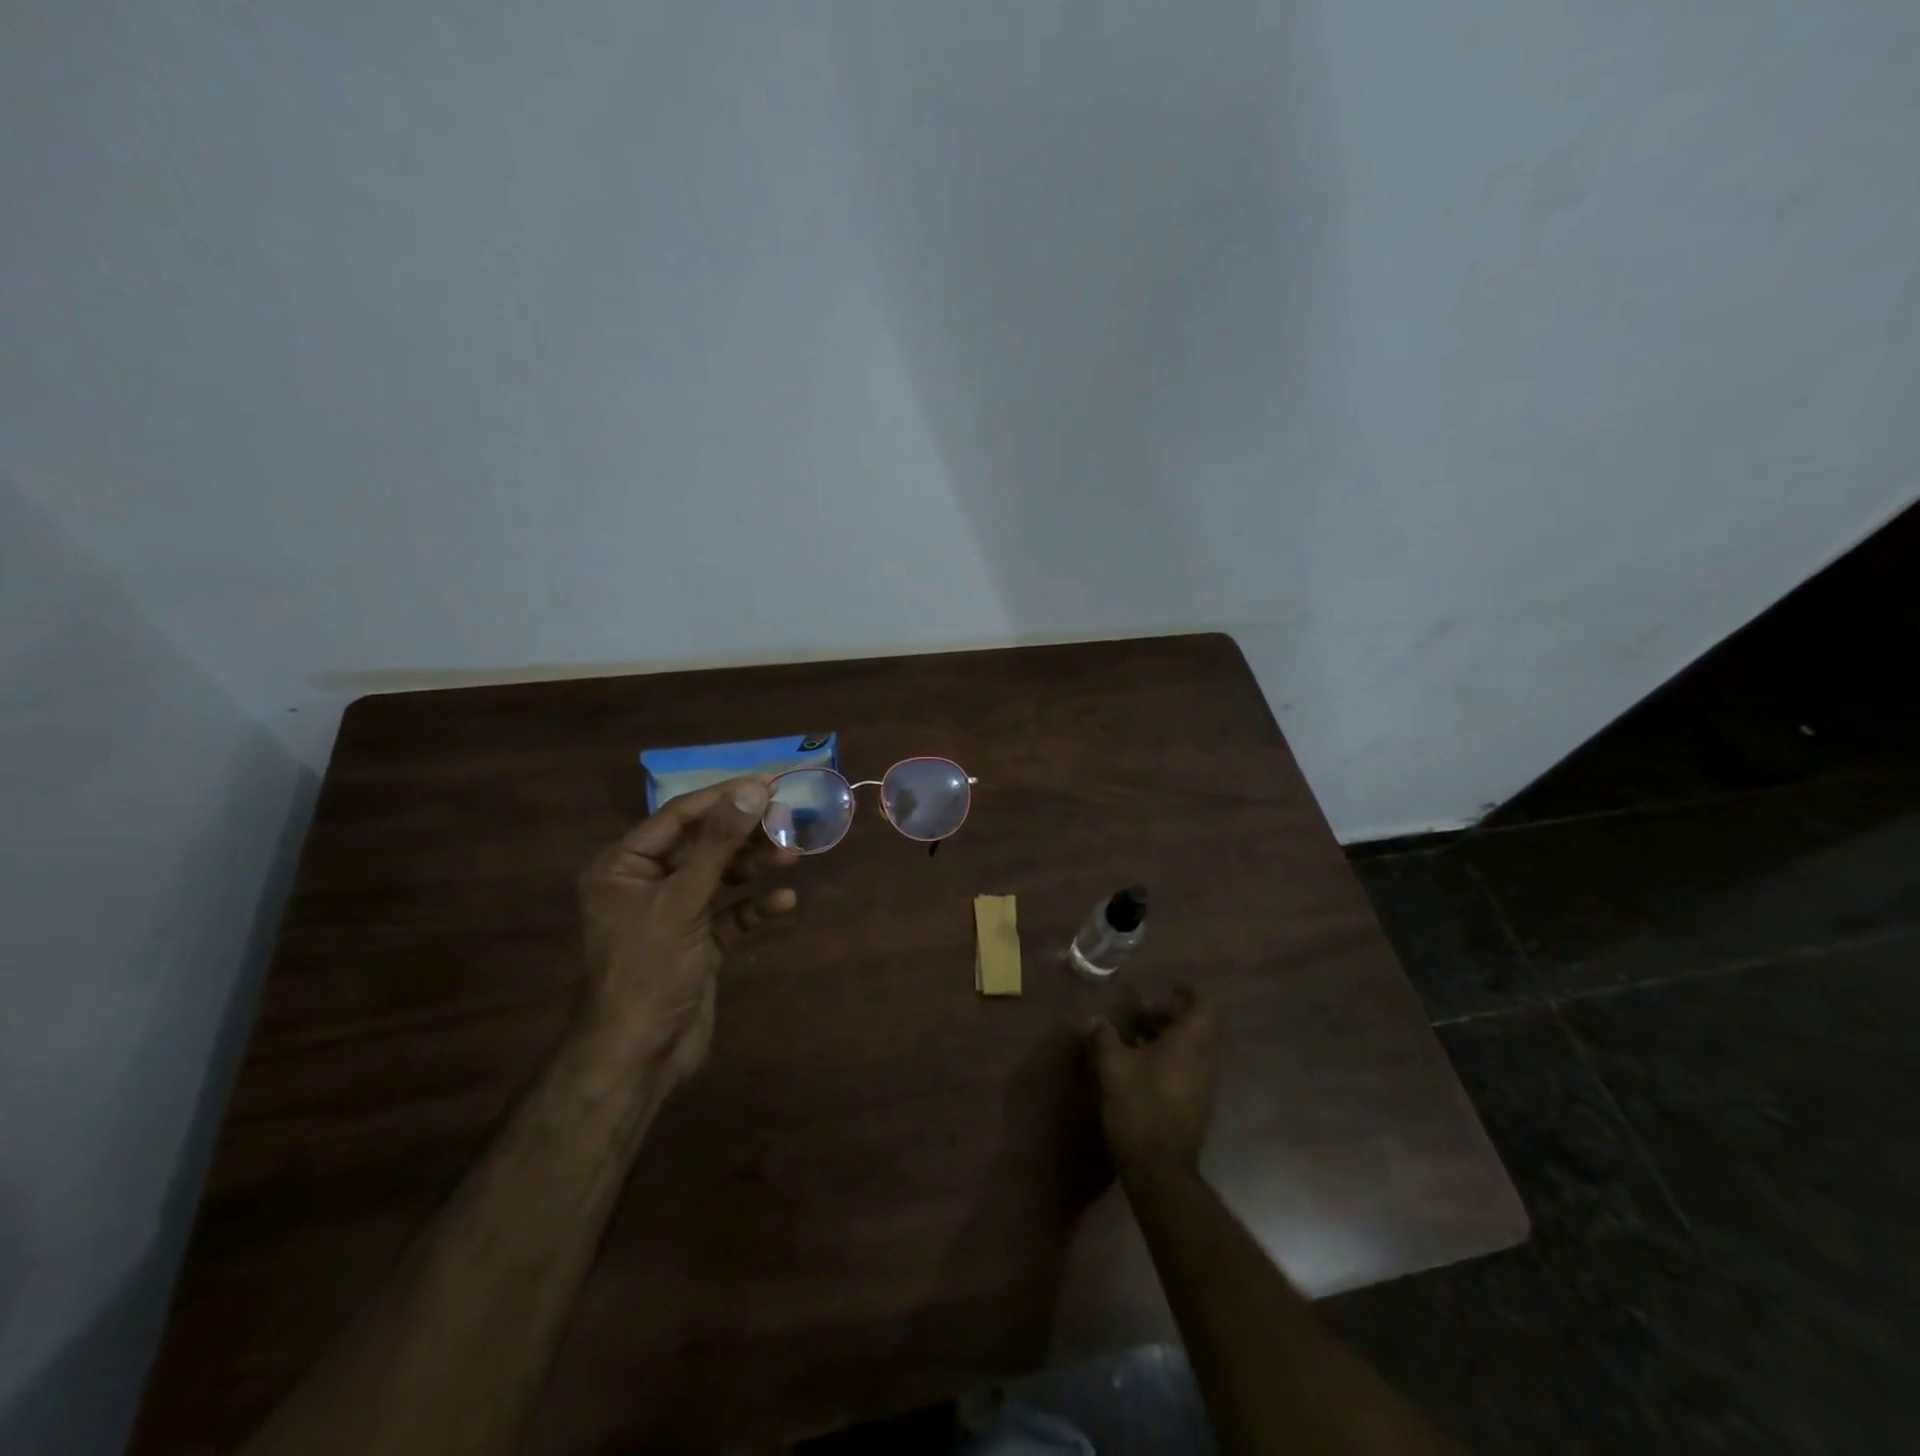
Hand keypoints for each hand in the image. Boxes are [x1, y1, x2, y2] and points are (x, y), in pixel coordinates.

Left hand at [577, 777, 796, 1085]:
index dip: (724, 798)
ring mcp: (674, 913)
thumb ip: (718, 845)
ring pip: (720, 876)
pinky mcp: (698, 942)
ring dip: (755, 865)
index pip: (679, 817)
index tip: (769, 783)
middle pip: (704, 844)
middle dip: (745, 833)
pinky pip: (731, 913)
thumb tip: (752, 790)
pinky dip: (755, 906)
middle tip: (788, 819)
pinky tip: (783, 902)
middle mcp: (646, 883)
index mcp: (623, 866)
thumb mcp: (682, 901)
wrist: (639, 1057)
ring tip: (793, 855)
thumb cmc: (649, 969)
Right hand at [1089, 988, 1217, 1174]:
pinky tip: (1140, 1069)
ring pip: (1192, 1049)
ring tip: (1134, 1039)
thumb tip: (1096, 1020)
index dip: (1188, 992)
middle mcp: (1204, 1060)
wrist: (1159, 1169)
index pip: (1204, 1005)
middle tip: (1138, 1014)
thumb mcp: (1113, 1066)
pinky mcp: (1196, 1106)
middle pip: (1196, 1026)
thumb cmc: (1139, 1106)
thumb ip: (1105, 1037)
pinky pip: (1188, 1069)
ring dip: (1167, 1038)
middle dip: (1168, 1015)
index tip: (1167, 987)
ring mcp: (1203, 1086)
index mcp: (1189, 1043)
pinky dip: (1169, 1059)